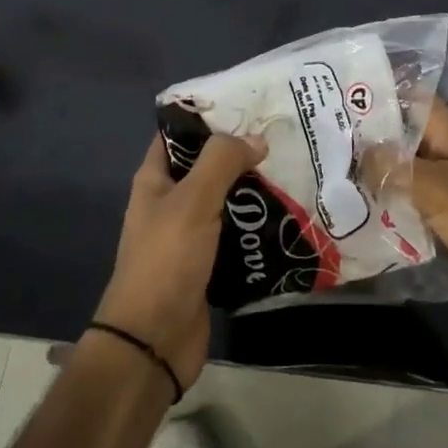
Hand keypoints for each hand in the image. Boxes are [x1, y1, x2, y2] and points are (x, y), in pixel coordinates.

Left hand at [94, 131, 267, 390]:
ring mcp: (188, 236)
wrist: (154, 340)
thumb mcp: (192, 201)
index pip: (178, 134)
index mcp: (155, 180)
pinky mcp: (207, 265)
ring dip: (253, 193)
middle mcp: (169, 203)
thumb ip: (222, 162)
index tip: (248, 106)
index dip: (207, 117)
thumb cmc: (166, 261)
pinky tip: (287, 218)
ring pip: (225, 203)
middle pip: (207, 168)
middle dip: (240, 154)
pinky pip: (235, 236)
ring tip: (294, 173)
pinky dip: (256, 228)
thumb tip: (255, 139)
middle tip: (283, 139)